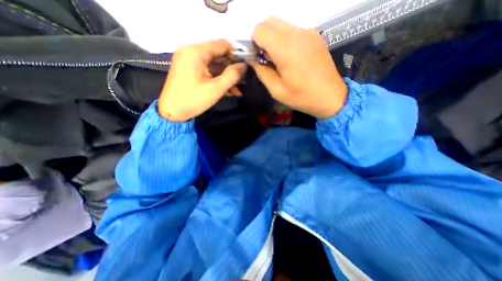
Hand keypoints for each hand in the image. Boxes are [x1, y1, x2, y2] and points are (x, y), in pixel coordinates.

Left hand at [158, 39, 245, 121]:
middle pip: (218, 54)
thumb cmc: (193, 100)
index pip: (222, 45)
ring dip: (226, 75)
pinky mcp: (189, 69)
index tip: (245, 67)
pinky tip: (227, 89)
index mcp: (195, 52)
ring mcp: (189, 61)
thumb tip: (244, 66)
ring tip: (237, 89)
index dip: (236, 54)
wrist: (171, 113)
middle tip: (242, 79)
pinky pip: (207, 70)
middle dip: (231, 68)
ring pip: (214, 64)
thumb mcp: (215, 89)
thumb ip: (232, 76)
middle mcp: (191, 51)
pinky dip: (217, 78)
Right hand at [249, 18, 347, 118]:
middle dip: (262, 38)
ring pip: (281, 24)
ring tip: (278, 59)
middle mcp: (297, 34)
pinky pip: (293, 30)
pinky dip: (285, 39)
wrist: (331, 97)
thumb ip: (261, 72)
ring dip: (273, 38)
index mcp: (285, 49)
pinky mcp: (315, 35)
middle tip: (266, 58)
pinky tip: (290, 57)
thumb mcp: (277, 90)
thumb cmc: (302, 97)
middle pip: (269, 22)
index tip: (257, 58)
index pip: (259, 30)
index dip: (253, 43)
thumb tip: (252, 59)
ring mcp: (308, 32)